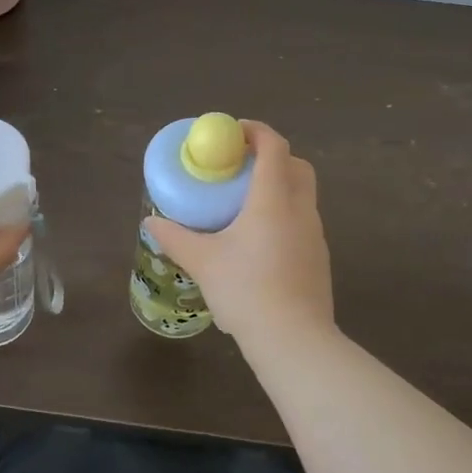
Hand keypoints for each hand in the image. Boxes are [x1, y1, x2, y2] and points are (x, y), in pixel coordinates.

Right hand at [144, 121, 334, 348]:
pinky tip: (260, 241)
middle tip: (241, 166)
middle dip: (272, 156)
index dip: (256, 131)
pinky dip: (285, 214)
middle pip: (297, 165)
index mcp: (273, 200)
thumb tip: (152, 223)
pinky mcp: (319, 258)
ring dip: (280, 186)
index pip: (274, 147)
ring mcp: (315, 235)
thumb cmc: (246, 290)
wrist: (294, 340)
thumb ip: (176, 238)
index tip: (234, 132)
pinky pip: (303, 221)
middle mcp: (300, 209)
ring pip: (303, 194)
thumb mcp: (202, 262)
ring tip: (246, 204)